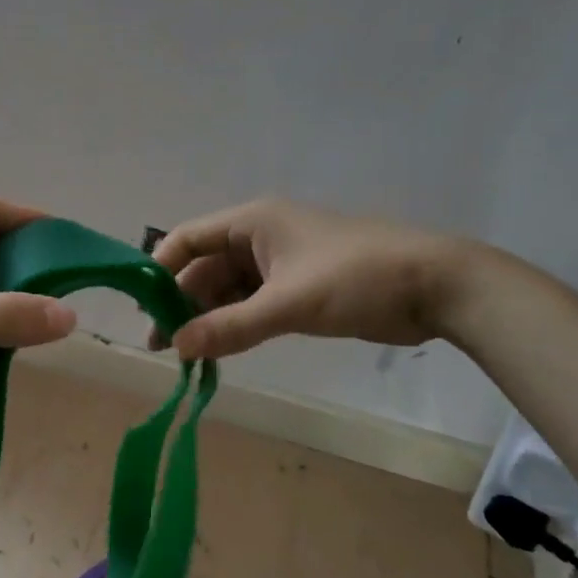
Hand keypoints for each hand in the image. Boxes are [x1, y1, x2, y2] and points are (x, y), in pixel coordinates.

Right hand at [150, 198, 470, 359]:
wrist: (435, 286)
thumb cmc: (356, 279)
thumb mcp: (288, 304)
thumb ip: (230, 326)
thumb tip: (176, 346)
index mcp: (252, 222)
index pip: (187, 239)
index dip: (159, 269)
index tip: (141, 308)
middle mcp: (259, 237)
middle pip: (205, 267)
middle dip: (182, 302)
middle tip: (162, 345)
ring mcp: (280, 263)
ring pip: (229, 289)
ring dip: (208, 317)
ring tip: (186, 355)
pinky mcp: (299, 287)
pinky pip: (253, 303)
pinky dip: (235, 324)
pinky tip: (221, 350)